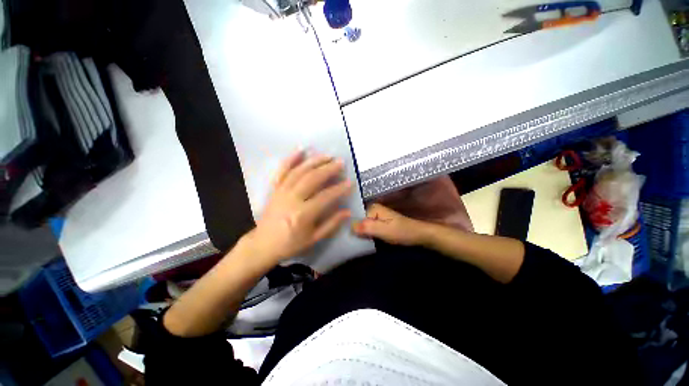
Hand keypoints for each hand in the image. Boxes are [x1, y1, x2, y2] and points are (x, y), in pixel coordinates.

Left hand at [245, 151, 352, 263]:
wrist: (263, 244)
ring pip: (299, 171)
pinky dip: (291, 159)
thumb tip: (347, 212)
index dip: (339, 189)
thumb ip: (331, 224)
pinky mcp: (275, 189)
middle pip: (312, 179)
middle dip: (328, 169)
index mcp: (303, 214)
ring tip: (327, 156)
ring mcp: (282, 191)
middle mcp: (292, 199)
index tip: (350, 182)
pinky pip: (282, 171)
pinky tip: (300, 150)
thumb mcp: (313, 239)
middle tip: (341, 162)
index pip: (325, 197)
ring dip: (314, 161)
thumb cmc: (290, 244)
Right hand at [352, 204, 428, 245]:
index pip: (355, 217)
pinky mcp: (379, 224)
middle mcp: (373, 210)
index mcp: (373, 208)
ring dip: (360, 234)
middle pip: (358, 221)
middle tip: (350, 242)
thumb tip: (349, 226)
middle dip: (355, 231)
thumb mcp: (384, 231)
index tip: (348, 238)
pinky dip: (365, 235)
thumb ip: (367, 227)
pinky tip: (363, 241)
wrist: (418, 235)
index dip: (352, 228)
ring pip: (362, 226)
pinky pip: (368, 228)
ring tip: (354, 242)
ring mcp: (376, 217)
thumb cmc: (402, 232)